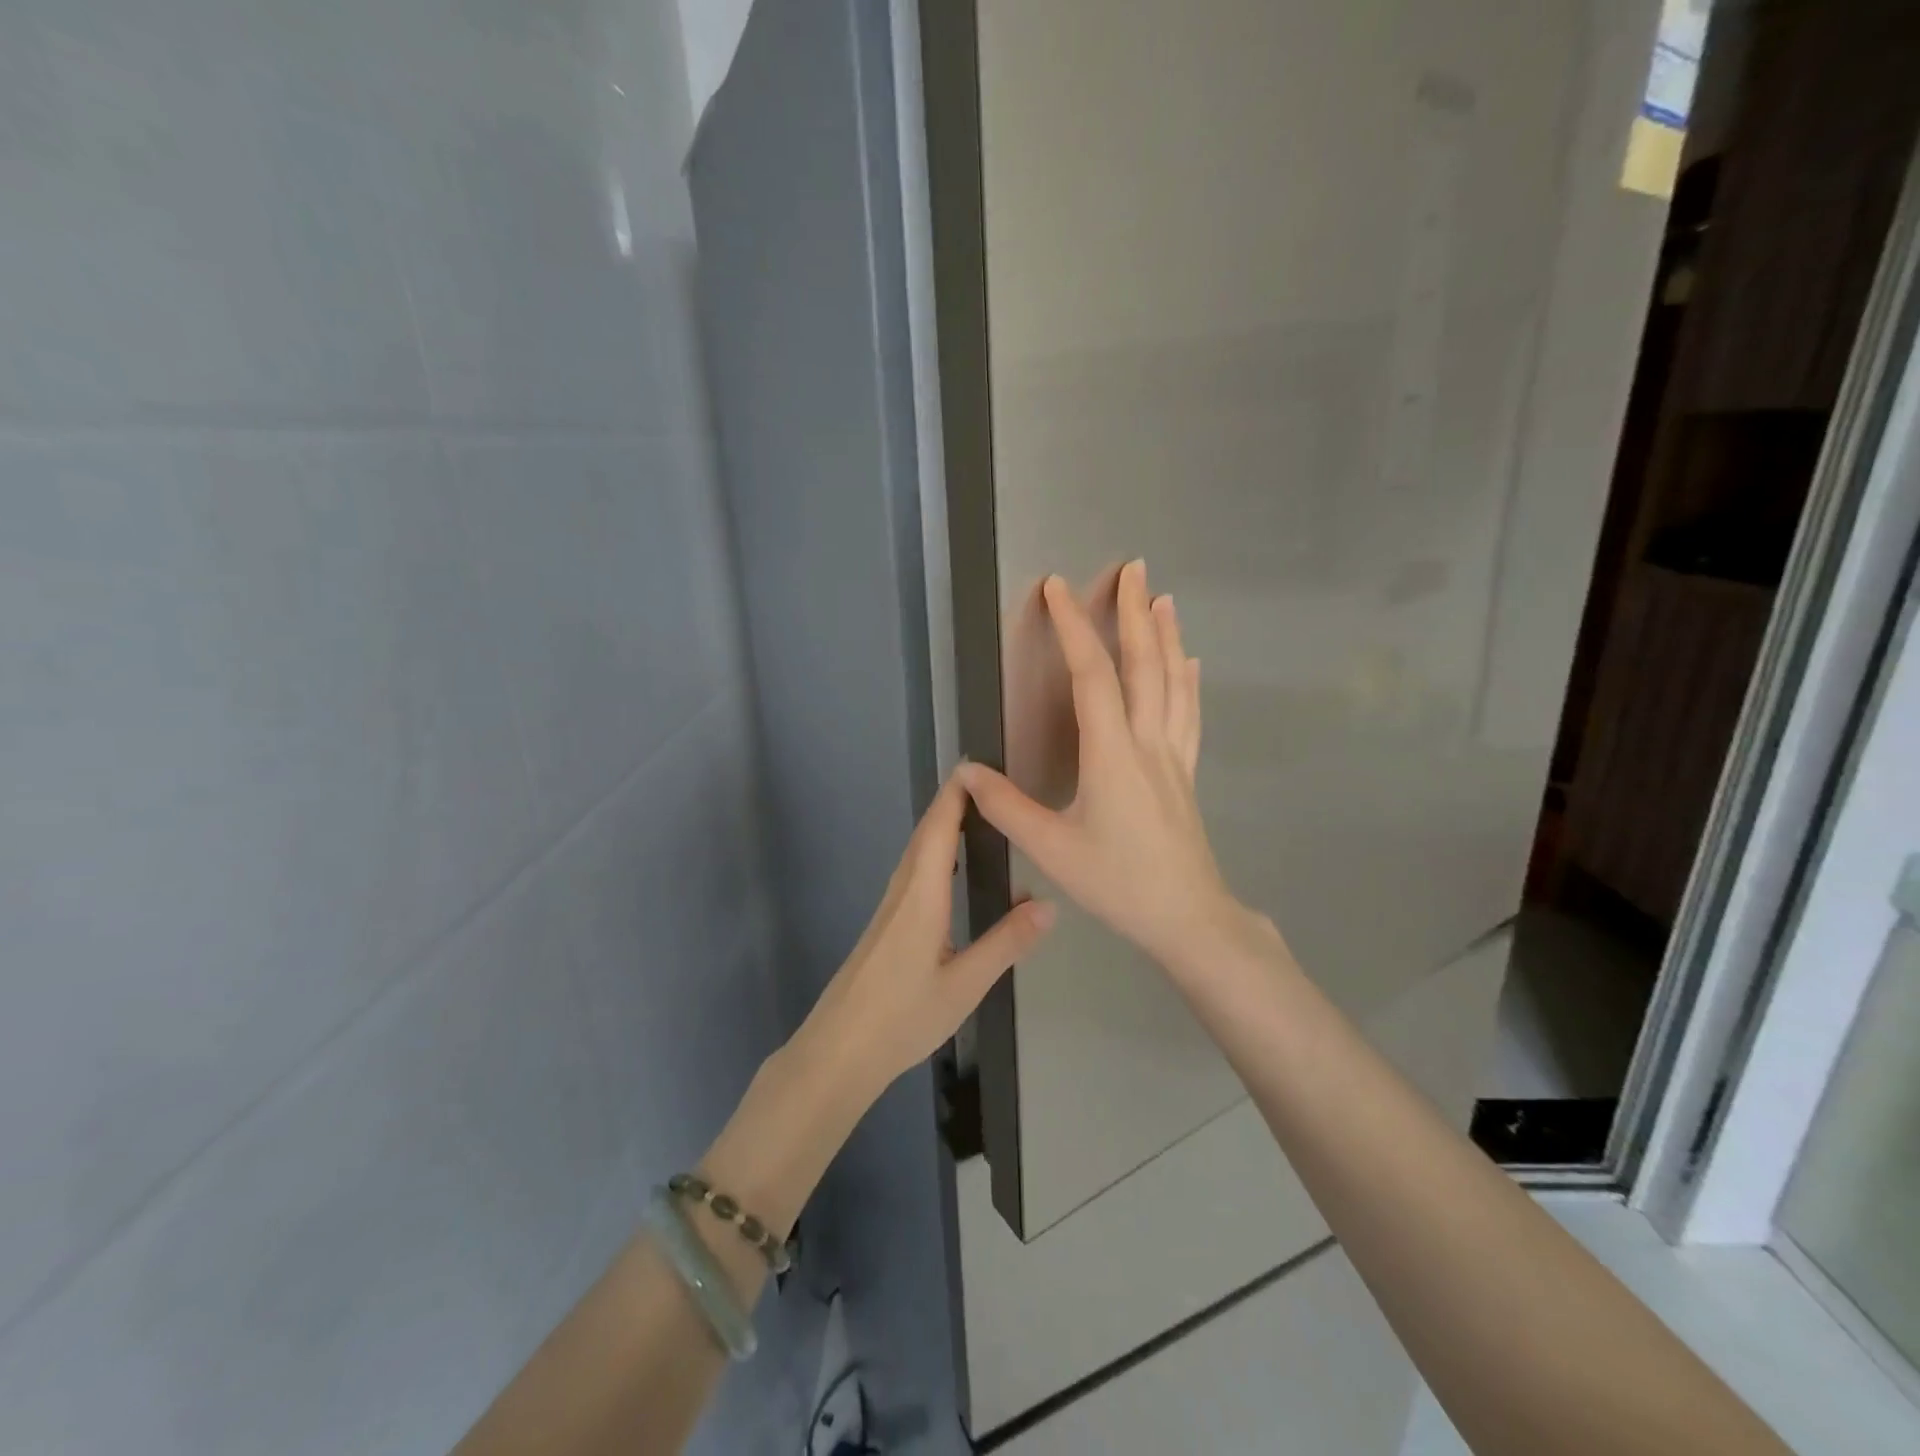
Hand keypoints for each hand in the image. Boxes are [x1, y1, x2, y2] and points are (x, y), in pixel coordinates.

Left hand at [792, 772, 1056, 1099]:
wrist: (838, 1050)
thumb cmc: (902, 1017)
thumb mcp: (964, 985)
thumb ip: (1006, 943)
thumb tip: (1050, 904)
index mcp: (921, 896)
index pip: (938, 829)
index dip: (955, 794)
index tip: (978, 765)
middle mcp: (901, 891)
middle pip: (925, 833)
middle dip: (953, 802)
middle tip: (989, 783)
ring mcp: (889, 908)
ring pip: (916, 852)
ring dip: (942, 825)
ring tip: (976, 815)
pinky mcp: (885, 925)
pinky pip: (912, 872)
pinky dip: (933, 851)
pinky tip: (948, 868)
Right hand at [960, 560, 1247, 974]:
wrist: (1187, 917)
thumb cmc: (1117, 883)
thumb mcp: (1051, 848)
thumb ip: (1006, 807)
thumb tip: (965, 771)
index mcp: (1112, 753)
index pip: (1091, 675)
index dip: (1072, 627)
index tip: (1057, 587)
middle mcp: (1147, 741)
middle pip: (1143, 664)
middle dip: (1133, 612)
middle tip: (1132, 567)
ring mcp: (1173, 755)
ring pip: (1173, 682)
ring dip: (1166, 636)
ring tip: (1161, 598)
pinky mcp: (1185, 773)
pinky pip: (1188, 714)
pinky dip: (1188, 680)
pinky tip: (1190, 663)